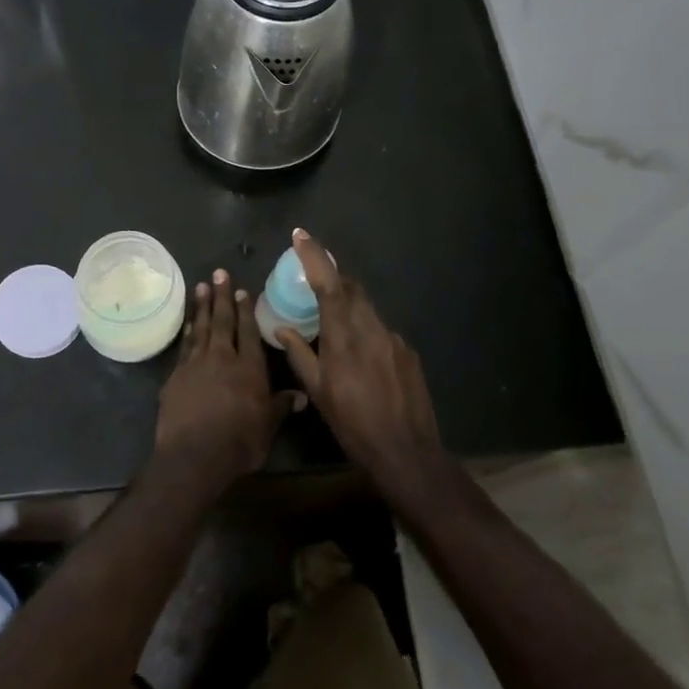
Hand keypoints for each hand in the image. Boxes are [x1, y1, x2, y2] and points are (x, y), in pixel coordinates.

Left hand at [155, 269, 290, 489]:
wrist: (193, 456)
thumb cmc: (238, 442)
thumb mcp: (268, 427)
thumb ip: (282, 406)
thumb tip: (302, 395)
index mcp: (249, 367)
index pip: (247, 331)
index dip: (245, 310)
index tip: (242, 289)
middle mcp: (222, 358)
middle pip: (222, 321)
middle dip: (221, 297)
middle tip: (218, 273)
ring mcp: (195, 365)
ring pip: (201, 329)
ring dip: (202, 307)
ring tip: (201, 287)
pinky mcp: (175, 377)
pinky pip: (184, 347)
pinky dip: (187, 332)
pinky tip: (188, 324)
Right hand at [276, 230, 443, 502]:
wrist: (407, 453)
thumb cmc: (353, 425)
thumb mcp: (318, 392)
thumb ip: (299, 354)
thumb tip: (282, 328)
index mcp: (344, 337)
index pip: (329, 284)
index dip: (315, 256)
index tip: (300, 235)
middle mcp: (371, 329)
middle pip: (351, 289)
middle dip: (332, 277)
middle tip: (312, 278)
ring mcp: (393, 339)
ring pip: (366, 308)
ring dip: (348, 304)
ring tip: (332, 318)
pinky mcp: (407, 352)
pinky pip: (380, 329)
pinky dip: (364, 328)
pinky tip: (359, 353)